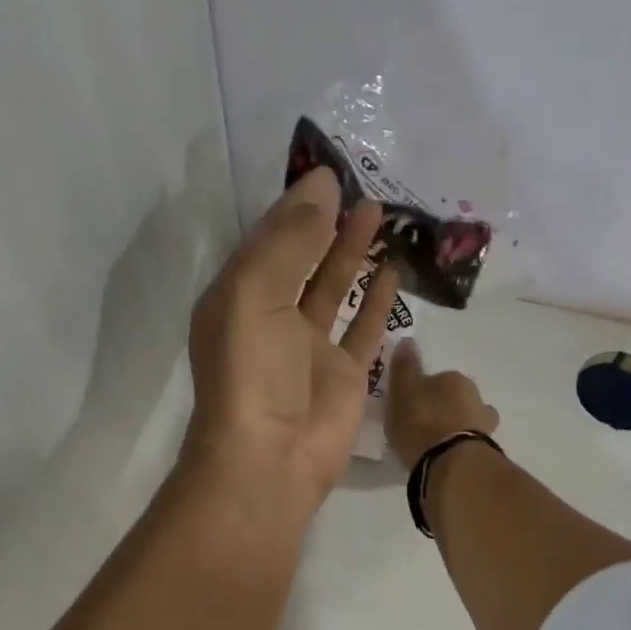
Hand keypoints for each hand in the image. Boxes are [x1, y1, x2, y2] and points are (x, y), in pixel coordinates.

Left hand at [183, 167, 401, 512]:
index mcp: (238, 299)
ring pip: (334, 288)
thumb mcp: (255, 293)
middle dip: (327, 223)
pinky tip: (392, 267)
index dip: (297, 206)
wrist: (272, 458)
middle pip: (302, 260)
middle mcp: (272, 320)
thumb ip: (289, 240)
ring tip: (380, 211)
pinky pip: (364, 328)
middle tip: (361, 185)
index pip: (268, 240)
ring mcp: (310, 349)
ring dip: (353, 252)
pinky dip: (377, 299)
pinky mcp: (346, 376)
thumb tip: (323, 184)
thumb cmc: (252, 372)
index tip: (330, 170)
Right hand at [385, 338, 500, 467]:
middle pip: (455, 400)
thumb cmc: (421, 422)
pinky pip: (469, 444)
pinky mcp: (486, 451)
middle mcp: (475, 396)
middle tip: (422, 427)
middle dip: (443, 410)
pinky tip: (447, 459)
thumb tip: (408, 339)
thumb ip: (405, 367)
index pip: (437, 380)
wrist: (451, 462)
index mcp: (454, 379)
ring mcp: (485, 425)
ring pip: (467, 421)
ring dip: (455, 429)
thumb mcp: (403, 391)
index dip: (423, 393)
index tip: (410, 408)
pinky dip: (460, 448)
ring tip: (436, 446)